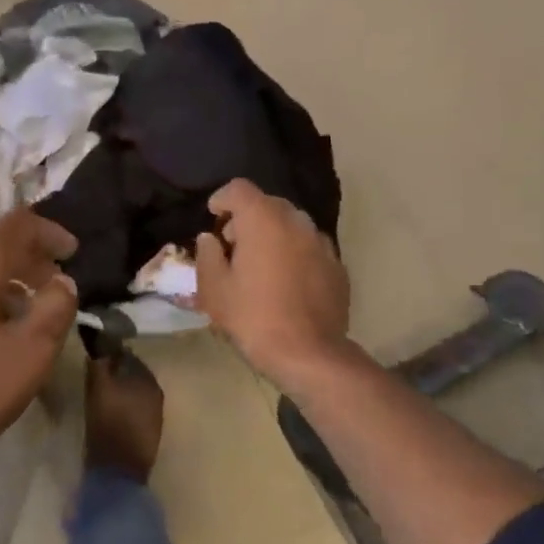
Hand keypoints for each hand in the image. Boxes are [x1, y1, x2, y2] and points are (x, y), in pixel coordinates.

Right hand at [195, 180, 350, 380]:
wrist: (309, 354)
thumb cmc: (253, 317)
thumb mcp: (213, 289)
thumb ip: (207, 255)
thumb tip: (210, 239)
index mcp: (263, 219)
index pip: (239, 188)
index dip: (222, 198)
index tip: (212, 217)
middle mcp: (295, 221)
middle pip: (268, 203)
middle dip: (247, 217)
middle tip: (232, 246)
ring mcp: (321, 242)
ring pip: (291, 224)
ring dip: (273, 234)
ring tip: (260, 264)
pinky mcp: (337, 265)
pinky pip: (309, 247)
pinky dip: (294, 253)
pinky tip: (286, 282)